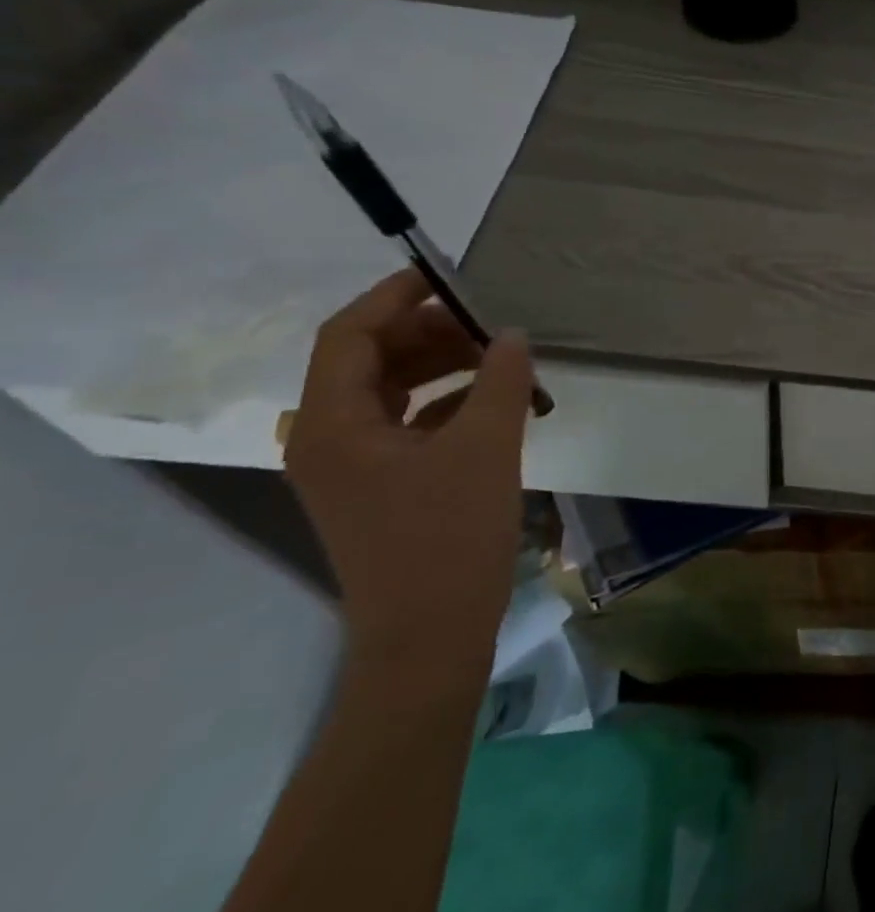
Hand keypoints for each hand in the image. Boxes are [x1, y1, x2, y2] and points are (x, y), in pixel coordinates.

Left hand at [284, 268, 534, 663]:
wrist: (430, 634)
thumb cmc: (449, 536)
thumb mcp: (486, 447)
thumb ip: (499, 380)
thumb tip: (509, 333)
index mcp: (333, 426)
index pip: (348, 336)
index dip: (393, 298)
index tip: (447, 277)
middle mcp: (328, 440)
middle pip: (370, 361)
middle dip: (429, 334)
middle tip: (490, 326)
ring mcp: (353, 466)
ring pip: (391, 392)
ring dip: (442, 368)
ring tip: (501, 361)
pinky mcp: (381, 486)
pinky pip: (408, 424)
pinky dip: (447, 403)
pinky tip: (494, 402)